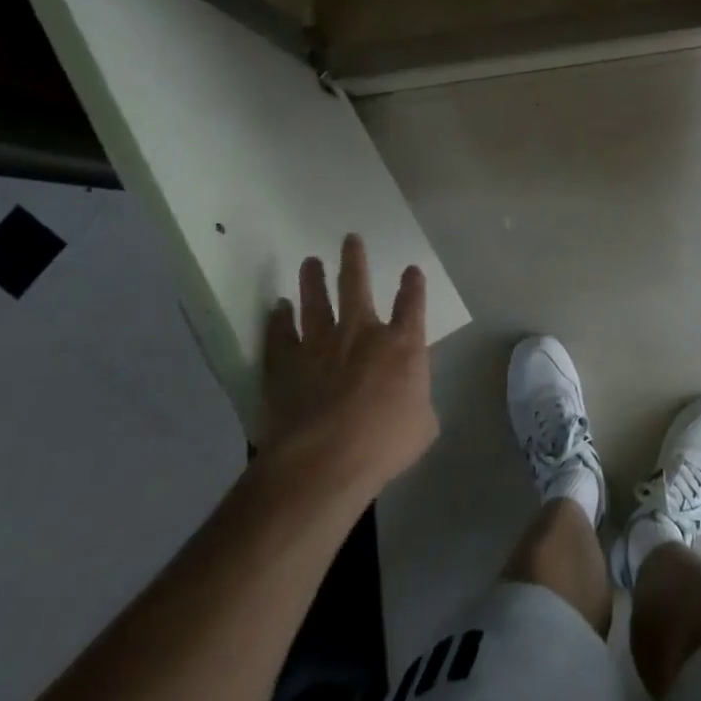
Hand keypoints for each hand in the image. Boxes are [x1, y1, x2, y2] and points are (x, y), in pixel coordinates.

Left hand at [256, 234, 438, 499]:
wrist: (324, 460)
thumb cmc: (384, 443)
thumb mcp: (423, 424)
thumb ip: (418, 402)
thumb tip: (411, 400)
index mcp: (402, 344)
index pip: (412, 304)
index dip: (413, 285)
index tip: (411, 270)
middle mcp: (362, 333)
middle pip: (356, 286)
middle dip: (355, 260)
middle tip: (350, 239)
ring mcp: (320, 345)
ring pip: (316, 302)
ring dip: (313, 280)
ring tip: (310, 262)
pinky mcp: (286, 364)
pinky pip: (281, 334)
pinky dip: (278, 320)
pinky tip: (277, 308)